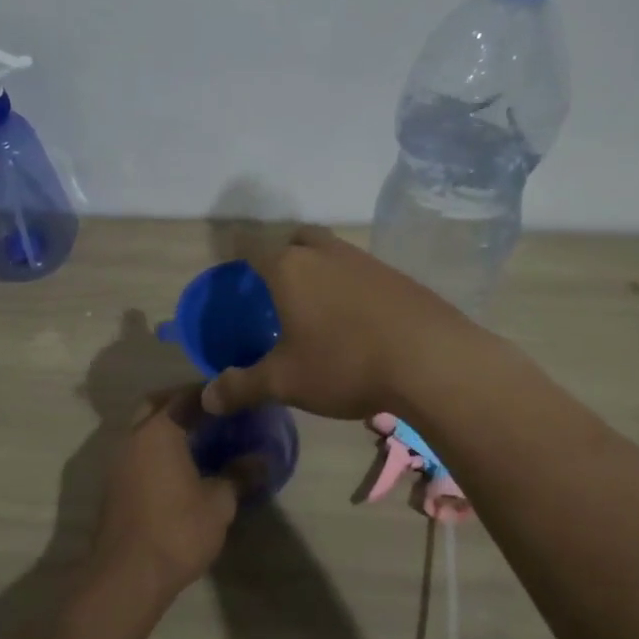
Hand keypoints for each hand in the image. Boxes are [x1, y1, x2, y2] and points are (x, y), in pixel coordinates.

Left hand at [91, 389, 243, 601]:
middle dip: (182, 402)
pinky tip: (179, 466)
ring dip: (166, 425)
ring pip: (142, 428)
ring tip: (200, 438)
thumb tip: (262, 460)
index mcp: (158, 431)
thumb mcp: (219, 504)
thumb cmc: (177, 531)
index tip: (233, 396)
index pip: (186, 396)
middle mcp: (132, 437)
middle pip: (155, 404)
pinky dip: (156, 447)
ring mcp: (117, 461)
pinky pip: (136, 451)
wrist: (127, 577)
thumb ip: (239, 475)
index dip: (211, 393)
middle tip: (212, 412)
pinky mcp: (113, 484)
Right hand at [201, 227, 480, 421]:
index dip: (239, 254)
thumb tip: (207, 399)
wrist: (431, 361)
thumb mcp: (285, 382)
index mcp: (290, 268)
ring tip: (315, 306)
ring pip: (332, 252)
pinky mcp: (398, 277)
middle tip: (275, 284)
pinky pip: (362, 272)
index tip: (234, 269)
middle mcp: (326, 253)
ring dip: (320, 268)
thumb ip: (242, 387)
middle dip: (282, 253)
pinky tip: (356, 320)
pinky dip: (350, 286)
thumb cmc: (344, 363)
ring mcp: (366, 261)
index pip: (253, 247)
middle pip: (297, 239)